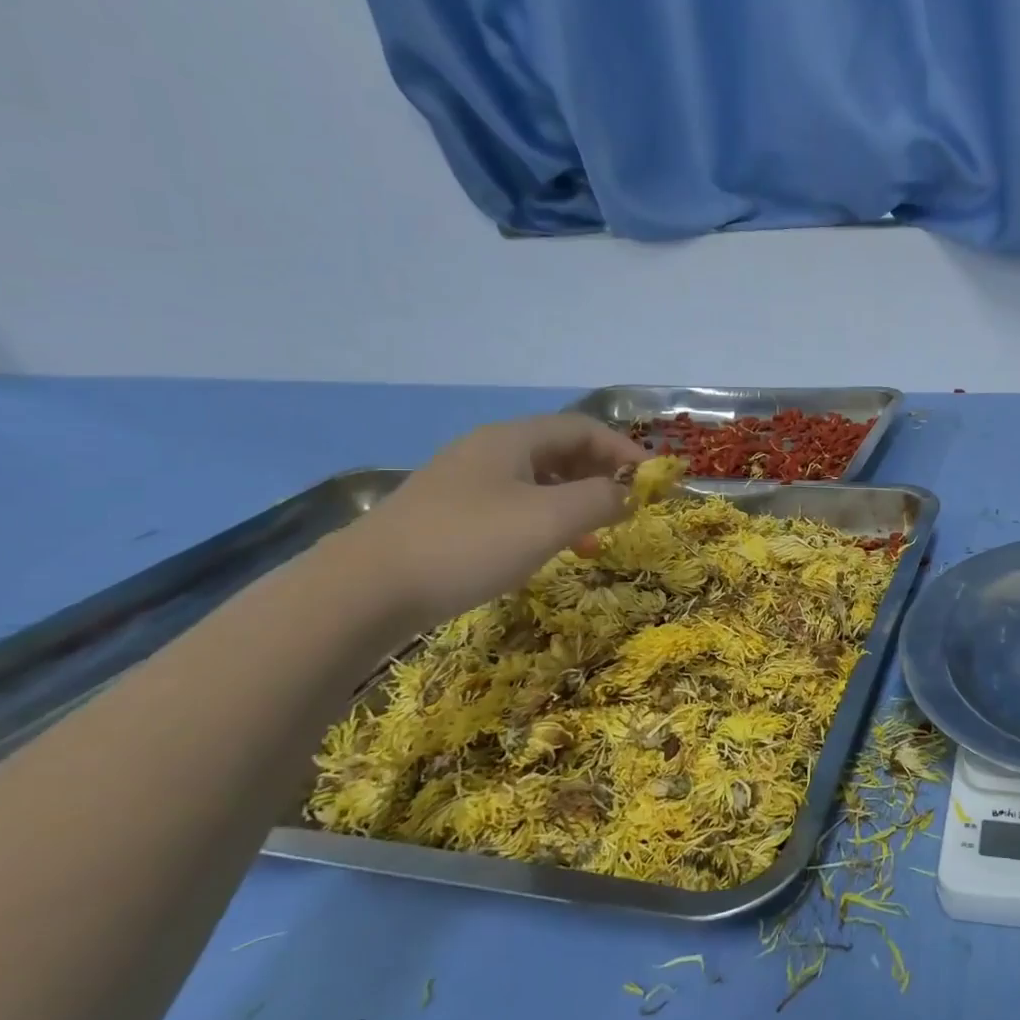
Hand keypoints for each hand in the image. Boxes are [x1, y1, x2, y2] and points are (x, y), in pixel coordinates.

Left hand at [340, 412, 647, 629]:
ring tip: (596, 537)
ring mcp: (463, 485)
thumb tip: (630, 493)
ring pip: (537, 483)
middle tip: (629, 507)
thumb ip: (601, 499)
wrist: (364, 590)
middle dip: (601, 476)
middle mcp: (487, 452)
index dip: (625, 450)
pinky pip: (513, 507)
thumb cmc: (469, 544)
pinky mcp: (448, 517)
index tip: (655, 480)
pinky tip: (549, 551)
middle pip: (560, 452)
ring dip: (575, 503)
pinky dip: (545, 522)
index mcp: (512, 440)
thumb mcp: (550, 520)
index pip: (583, 429)